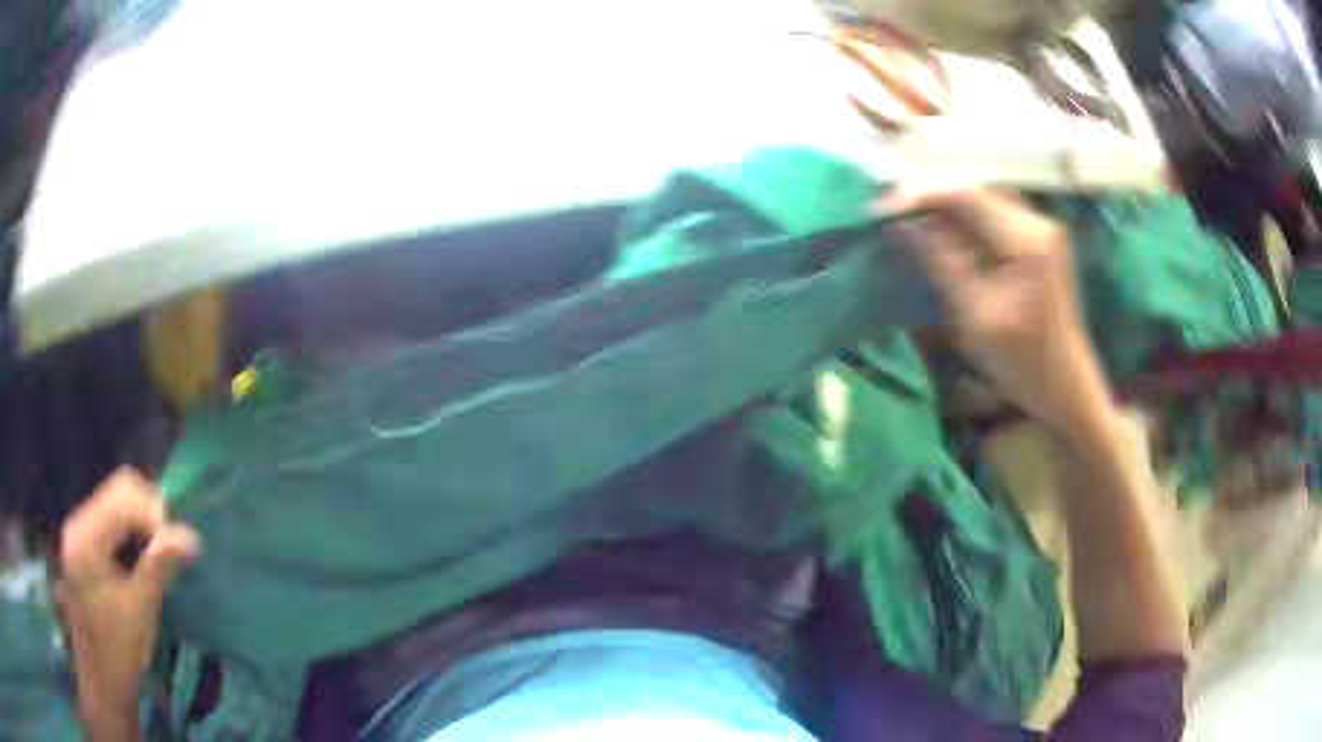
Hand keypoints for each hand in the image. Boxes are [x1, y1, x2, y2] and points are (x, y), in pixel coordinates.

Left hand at [59, 468, 199, 736]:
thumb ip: (159, 567)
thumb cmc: (119, 650)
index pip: (123, 492)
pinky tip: (144, 563)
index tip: (180, 548)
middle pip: (118, 491)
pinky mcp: (85, 547)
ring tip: (163, 558)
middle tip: (174, 549)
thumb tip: (192, 536)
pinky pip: (112, 524)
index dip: (156, 512)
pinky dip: (133, 536)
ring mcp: (80, 533)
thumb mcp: (141, 610)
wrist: (103, 682)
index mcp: (86, 535)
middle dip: (151, 515)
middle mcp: (79, 522)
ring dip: (143, 526)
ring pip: (116, 505)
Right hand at [881, 185, 1108, 430]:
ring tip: (908, 216)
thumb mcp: (975, 315)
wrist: (1064, 385)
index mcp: (1026, 240)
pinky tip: (942, 229)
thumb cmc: (1022, 361)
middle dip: (929, 196)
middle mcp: (1037, 222)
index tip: (880, 209)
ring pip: (982, 200)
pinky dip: (964, 218)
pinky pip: (993, 214)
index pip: (965, 196)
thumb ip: (940, 262)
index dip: (919, 196)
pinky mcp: (1039, 240)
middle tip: (888, 210)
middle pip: (974, 190)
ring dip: (945, 205)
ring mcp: (1042, 228)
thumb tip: (901, 225)